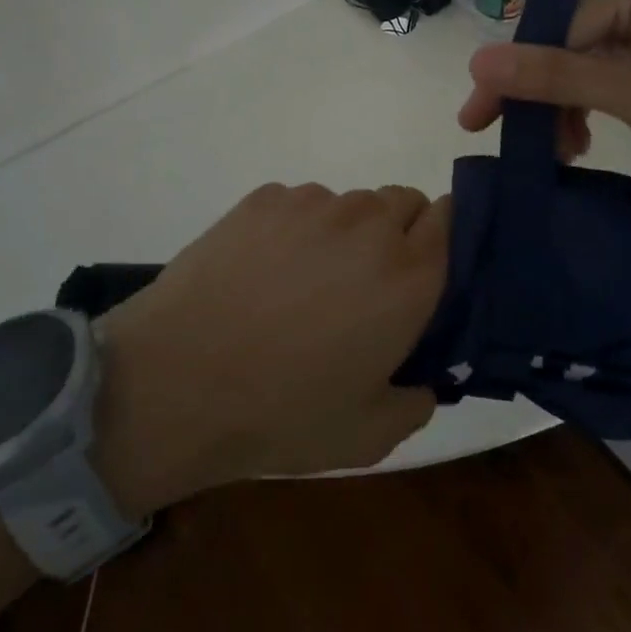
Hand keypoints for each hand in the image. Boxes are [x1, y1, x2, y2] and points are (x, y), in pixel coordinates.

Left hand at [90, 184, 445, 515]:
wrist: (176, 380)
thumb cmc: (281, 412)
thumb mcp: (369, 434)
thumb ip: (417, 399)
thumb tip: (426, 377)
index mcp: (408, 275)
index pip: (454, 217)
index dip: (446, 239)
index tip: (427, 271)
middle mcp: (368, 224)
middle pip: (405, 201)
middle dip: (399, 233)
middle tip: (367, 285)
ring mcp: (313, 203)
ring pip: (351, 202)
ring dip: (346, 232)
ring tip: (306, 282)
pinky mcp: (265, 197)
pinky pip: (301, 203)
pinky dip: (297, 228)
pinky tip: (264, 271)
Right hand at [457, 0, 630, 197]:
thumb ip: (554, 76)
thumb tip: (475, 62)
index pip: (558, 26)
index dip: (516, 75)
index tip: (478, 120)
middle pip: (570, 43)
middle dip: (543, 96)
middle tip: (515, 144)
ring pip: (589, 62)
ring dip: (568, 107)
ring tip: (561, 153)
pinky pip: (615, 73)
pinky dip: (596, 106)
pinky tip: (584, 138)